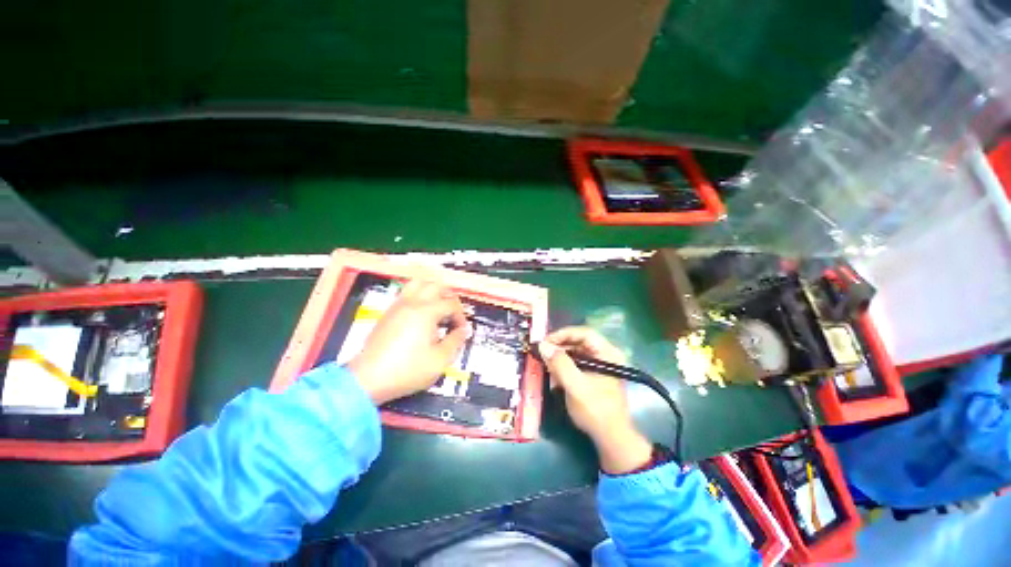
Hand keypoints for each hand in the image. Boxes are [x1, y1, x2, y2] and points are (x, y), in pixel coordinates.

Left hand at [347, 280, 470, 404]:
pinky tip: (421, 315)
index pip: (451, 304)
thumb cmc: (407, 370)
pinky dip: (419, 296)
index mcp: (426, 312)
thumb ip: (455, 341)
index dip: (461, 316)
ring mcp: (397, 306)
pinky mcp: (388, 313)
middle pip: (436, 286)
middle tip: (452, 314)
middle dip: (449, 297)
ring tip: (437, 307)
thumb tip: (464, 330)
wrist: (368, 379)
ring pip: (418, 284)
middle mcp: (412, 303)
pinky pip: (406, 293)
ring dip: (432, 291)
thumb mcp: (439, 360)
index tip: (461, 331)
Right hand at [539, 327, 652, 473]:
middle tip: (542, 353)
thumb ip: (560, 364)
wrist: (611, 438)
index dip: (563, 334)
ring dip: (560, 358)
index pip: (584, 333)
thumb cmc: (596, 410)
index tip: (546, 342)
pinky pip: (576, 364)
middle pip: (579, 342)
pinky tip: (554, 376)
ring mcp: (600, 365)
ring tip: (546, 365)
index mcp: (607, 353)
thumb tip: (542, 345)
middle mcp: (605, 355)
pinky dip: (564, 367)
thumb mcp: (576, 386)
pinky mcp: (594, 375)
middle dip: (559, 347)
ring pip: (576, 353)